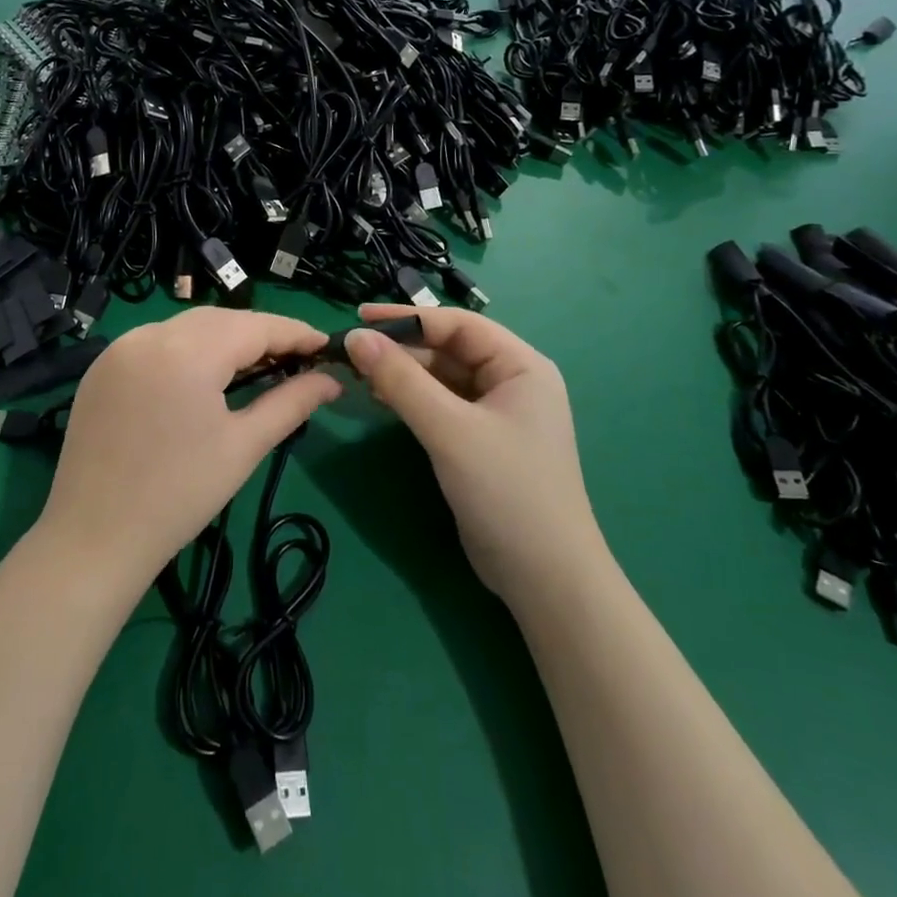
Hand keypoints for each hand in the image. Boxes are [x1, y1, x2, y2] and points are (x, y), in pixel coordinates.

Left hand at [36, 308, 341, 596]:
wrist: (94, 538)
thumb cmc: (180, 495)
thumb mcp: (244, 446)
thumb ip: (291, 403)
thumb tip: (331, 380)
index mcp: (188, 351)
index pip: (255, 326)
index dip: (294, 332)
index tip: (325, 345)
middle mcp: (150, 335)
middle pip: (220, 320)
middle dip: (261, 335)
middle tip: (295, 359)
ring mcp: (119, 348)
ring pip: (187, 327)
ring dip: (224, 339)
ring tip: (255, 367)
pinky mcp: (101, 367)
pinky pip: (156, 342)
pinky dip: (187, 349)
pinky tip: (203, 376)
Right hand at [345, 304, 596, 604]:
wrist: (544, 579)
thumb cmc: (506, 490)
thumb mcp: (449, 429)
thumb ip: (401, 380)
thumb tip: (355, 336)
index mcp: (521, 365)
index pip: (458, 325)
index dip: (407, 317)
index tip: (358, 318)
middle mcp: (512, 381)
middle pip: (448, 349)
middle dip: (401, 348)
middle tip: (352, 351)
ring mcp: (497, 413)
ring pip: (441, 377)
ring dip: (402, 374)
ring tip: (358, 374)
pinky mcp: (480, 441)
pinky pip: (441, 404)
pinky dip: (411, 399)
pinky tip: (381, 399)